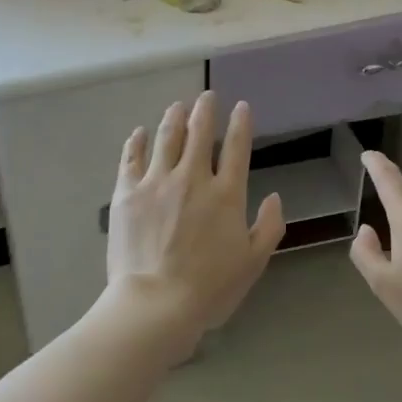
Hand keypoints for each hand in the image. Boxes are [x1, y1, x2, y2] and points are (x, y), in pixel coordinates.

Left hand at [105, 92, 285, 354]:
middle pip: (199, 133)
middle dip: (205, 110)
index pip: (236, 147)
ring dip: (174, 118)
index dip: (241, 124)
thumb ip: (269, 227)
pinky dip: (136, 142)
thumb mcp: (253, 263)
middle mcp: (192, 178)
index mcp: (226, 194)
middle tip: (207, 97)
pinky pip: (132, 158)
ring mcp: (157, 182)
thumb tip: (274, 197)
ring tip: (177, 106)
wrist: (155, 304)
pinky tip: (139, 133)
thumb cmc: (209, 288)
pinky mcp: (127, 193)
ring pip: (166, 138)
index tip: (241, 106)